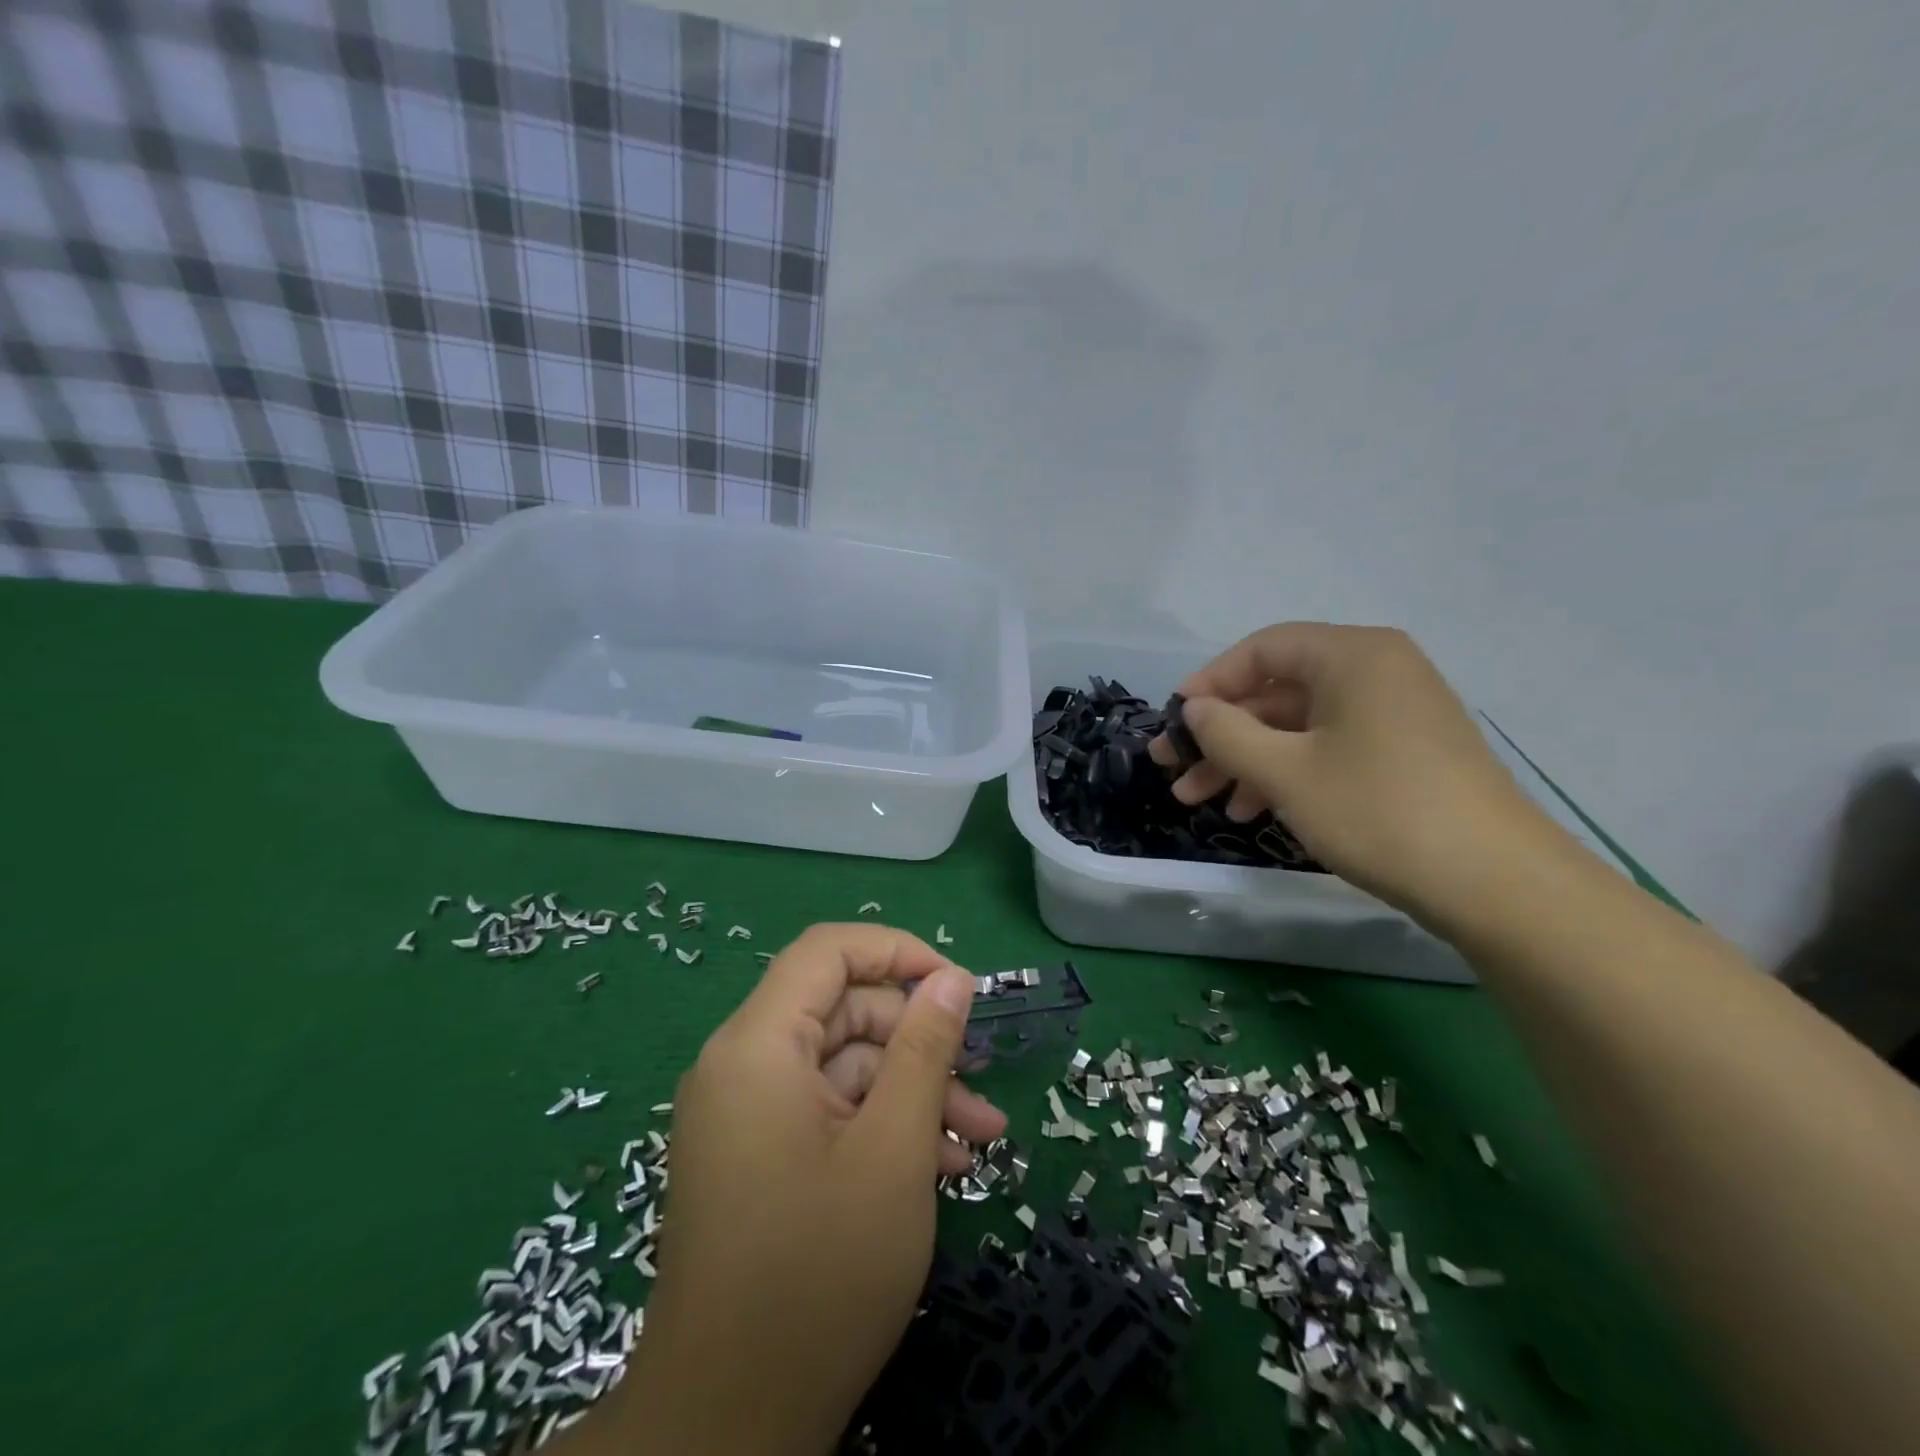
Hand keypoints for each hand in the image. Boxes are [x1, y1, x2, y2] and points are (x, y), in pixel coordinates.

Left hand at [584, 925, 1001, 1455]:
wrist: (727, 1430)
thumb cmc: (819, 1275)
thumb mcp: (894, 1150)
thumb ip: (925, 1049)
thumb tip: (952, 978)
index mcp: (757, 1045)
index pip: (827, 951)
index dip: (897, 952)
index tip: (958, 987)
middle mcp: (742, 1065)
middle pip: (842, 1011)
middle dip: (918, 1040)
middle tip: (980, 1082)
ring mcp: (747, 1113)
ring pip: (844, 1066)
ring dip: (912, 1091)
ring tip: (978, 1138)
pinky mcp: (758, 1154)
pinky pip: (827, 1110)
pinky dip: (880, 1126)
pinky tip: (939, 1166)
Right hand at [1150, 623, 1552, 924]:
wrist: (1494, 883)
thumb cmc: (1378, 811)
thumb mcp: (1285, 771)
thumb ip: (1226, 732)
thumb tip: (1195, 709)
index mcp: (1352, 656)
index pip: (1261, 650)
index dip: (1208, 683)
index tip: (1172, 723)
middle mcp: (1376, 671)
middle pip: (1276, 690)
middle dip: (1220, 733)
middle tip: (1174, 769)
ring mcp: (1394, 713)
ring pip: (1298, 725)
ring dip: (1245, 760)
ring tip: (1201, 801)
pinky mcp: (1404, 753)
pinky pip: (1328, 748)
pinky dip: (1285, 773)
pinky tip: (1252, 811)